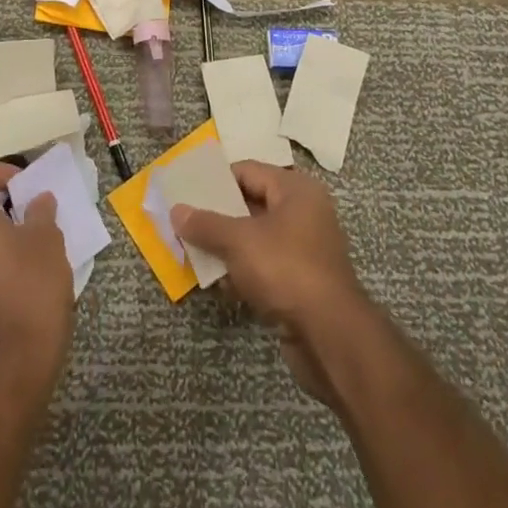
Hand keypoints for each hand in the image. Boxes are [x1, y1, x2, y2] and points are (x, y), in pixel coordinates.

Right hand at [170, 163, 367, 403]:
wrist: (330, 336)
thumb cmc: (285, 270)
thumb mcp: (239, 241)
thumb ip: (206, 224)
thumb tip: (176, 210)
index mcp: (295, 190)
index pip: (247, 171)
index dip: (216, 180)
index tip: (186, 193)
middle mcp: (304, 212)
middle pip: (252, 204)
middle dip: (219, 216)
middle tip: (185, 222)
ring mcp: (305, 248)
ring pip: (257, 238)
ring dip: (228, 247)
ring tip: (195, 253)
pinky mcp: (303, 281)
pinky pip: (266, 266)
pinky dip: (244, 272)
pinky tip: (221, 284)